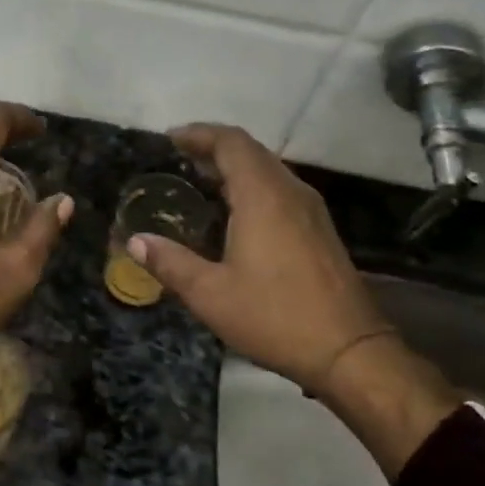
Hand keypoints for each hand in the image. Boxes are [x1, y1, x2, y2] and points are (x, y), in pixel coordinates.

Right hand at [127, 123, 459, 476]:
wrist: (349, 351)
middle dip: (214, 148)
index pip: (231, 143)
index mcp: (263, 196)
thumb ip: (170, 262)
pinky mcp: (320, 230)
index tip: (170, 139)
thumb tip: (135, 241)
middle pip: (251, 151)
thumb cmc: (274, 317)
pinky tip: (235, 214)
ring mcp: (311, 211)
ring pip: (269, 170)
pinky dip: (252, 187)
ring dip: (235, 168)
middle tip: (179, 158)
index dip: (199, 134)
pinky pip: (280, 191)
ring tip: (201, 181)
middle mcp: (290, 192)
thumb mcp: (210, 294)